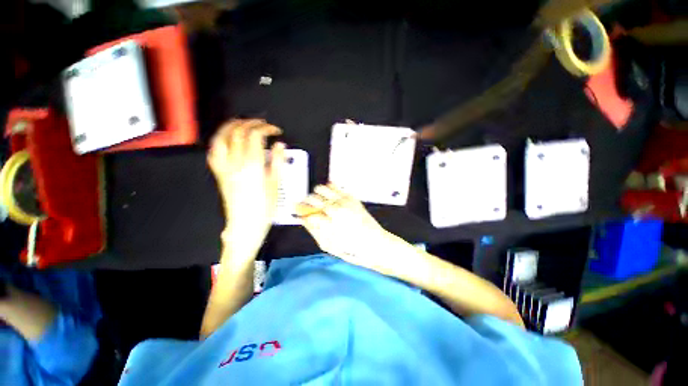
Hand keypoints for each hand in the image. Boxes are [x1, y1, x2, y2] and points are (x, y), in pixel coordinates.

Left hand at [208, 119, 284, 254]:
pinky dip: (220, 140)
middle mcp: (235, 163)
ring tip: (242, 124)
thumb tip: (280, 145)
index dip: (266, 129)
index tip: (275, 131)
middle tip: (262, 124)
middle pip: (238, 133)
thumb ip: (277, 162)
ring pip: (221, 138)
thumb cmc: (264, 207)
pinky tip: (227, 139)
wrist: (245, 224)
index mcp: (252, 165)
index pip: (255, 136)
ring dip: (231, 126)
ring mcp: (224, 167)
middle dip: (250, 123)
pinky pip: (214, 151)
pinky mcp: (219, 174)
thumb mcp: (275, 184)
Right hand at [296, 183, 399, 274]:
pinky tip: (328, 194)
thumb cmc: (352, 250)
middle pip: (313, 197)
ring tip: (317, 201)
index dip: (299, 209)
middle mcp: (336, 208)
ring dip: (316, 194)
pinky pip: (336, 187)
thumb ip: (315, 230)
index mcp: (328, 222)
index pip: (307, 210)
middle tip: (305, 206)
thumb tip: (304, 219)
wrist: (376, 244)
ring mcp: (345, 201)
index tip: (295, 209)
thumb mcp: (329, 246)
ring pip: (323, 189)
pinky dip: (329, 188)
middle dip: (306, 202)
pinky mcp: (352, 198)